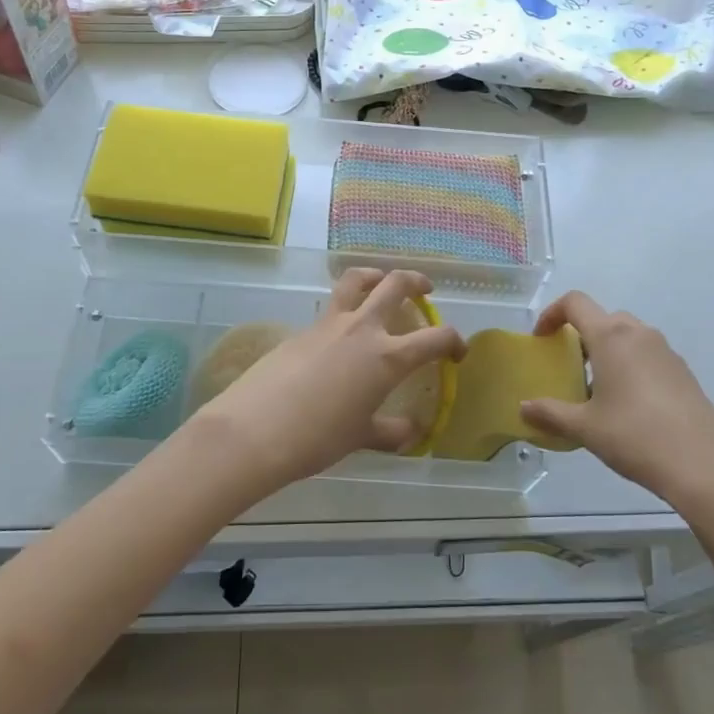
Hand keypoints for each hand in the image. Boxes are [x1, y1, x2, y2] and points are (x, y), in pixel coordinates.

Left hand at [185, 268, 467, 498]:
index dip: (454, 341)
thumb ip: (390, 432)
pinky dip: (345, 307)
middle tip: (425, 290)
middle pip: (396, 285)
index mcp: (387, 357)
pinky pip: (331, 307)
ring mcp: (329, 323)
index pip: (435, 338)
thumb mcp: (360, 437)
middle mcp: (362, 329)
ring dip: (375, 275)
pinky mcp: (302, 328)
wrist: (256, 429)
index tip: (457, 352)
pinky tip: (340, 333)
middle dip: (417, 282)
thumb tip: (410, 431)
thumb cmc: (317, 438)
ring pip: (356, 280)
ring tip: (381, 283)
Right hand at [519, 292, 713, 534]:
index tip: (541, 339)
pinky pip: (647, 356)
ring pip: (627, 337)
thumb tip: (524, 408)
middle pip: (602, 318)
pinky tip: (628, 406)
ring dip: (607, 351)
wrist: (705, 468)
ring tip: (597, 390)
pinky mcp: (684, 373)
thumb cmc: (635, 437)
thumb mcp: (585, 428)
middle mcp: (639, 334)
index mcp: (611, 336)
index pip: (575, 302)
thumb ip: (550, 413)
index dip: (552, 313)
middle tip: (569, 367)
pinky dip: (630, 366)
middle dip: (581, 336)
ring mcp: (666, 352)